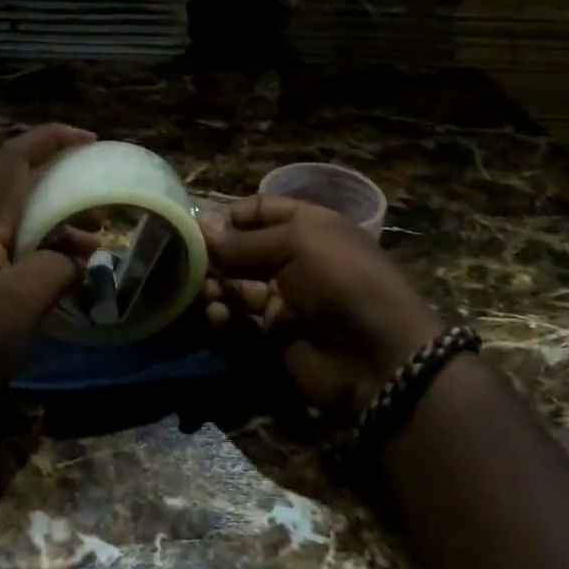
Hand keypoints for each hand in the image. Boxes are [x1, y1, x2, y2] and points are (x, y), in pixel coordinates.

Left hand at [0, 124, 95, 399]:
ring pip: (24, 230)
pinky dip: (49, 262)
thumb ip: (56, 267)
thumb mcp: (22, 299)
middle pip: (22, 192)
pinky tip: (69, 286)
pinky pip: (20, 261)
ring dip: (60, 231)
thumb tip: (76, 260)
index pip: (15, 161)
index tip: (90, 139)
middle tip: (100, 210)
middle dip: (63, 189)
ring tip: (94, 253)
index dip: (50, 139)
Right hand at [201, 194, 441, 416]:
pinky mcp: (275, 337)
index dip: (230, 216)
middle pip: (244, 250)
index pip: (260, 211)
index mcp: (308, 228)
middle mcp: (295, 261)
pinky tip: (217, 315)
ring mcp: (285, 300)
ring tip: (207, 291)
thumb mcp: (296, 245)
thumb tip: (200, 225)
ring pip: (238, 287)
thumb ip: (243, 241)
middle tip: (188, 260)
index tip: (197, 225)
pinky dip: (226, 318)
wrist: (380, 357)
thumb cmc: (341, 281)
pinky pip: (242, 323)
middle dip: (217, 254)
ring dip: (218, 286)